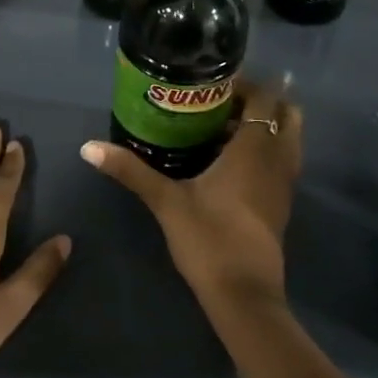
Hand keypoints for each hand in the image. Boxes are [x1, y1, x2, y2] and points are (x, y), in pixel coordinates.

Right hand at [81, 78, 301, 317]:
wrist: (244, 295)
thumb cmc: (209, 239)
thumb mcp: (166, 201)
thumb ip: (130, 170)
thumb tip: (88, 147)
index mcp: (254, 149)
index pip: (264, 97)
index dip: (245, 83)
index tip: (212, 81)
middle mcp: (277, 159)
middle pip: (286, 113)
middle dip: (260, 100)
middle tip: (221, 101)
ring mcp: (284, 183)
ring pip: (288, 138)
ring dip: (265, 125)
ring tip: (224, 126)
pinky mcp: (281, 204)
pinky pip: (282, 160)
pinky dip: (266, 149)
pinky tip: (231, 160)